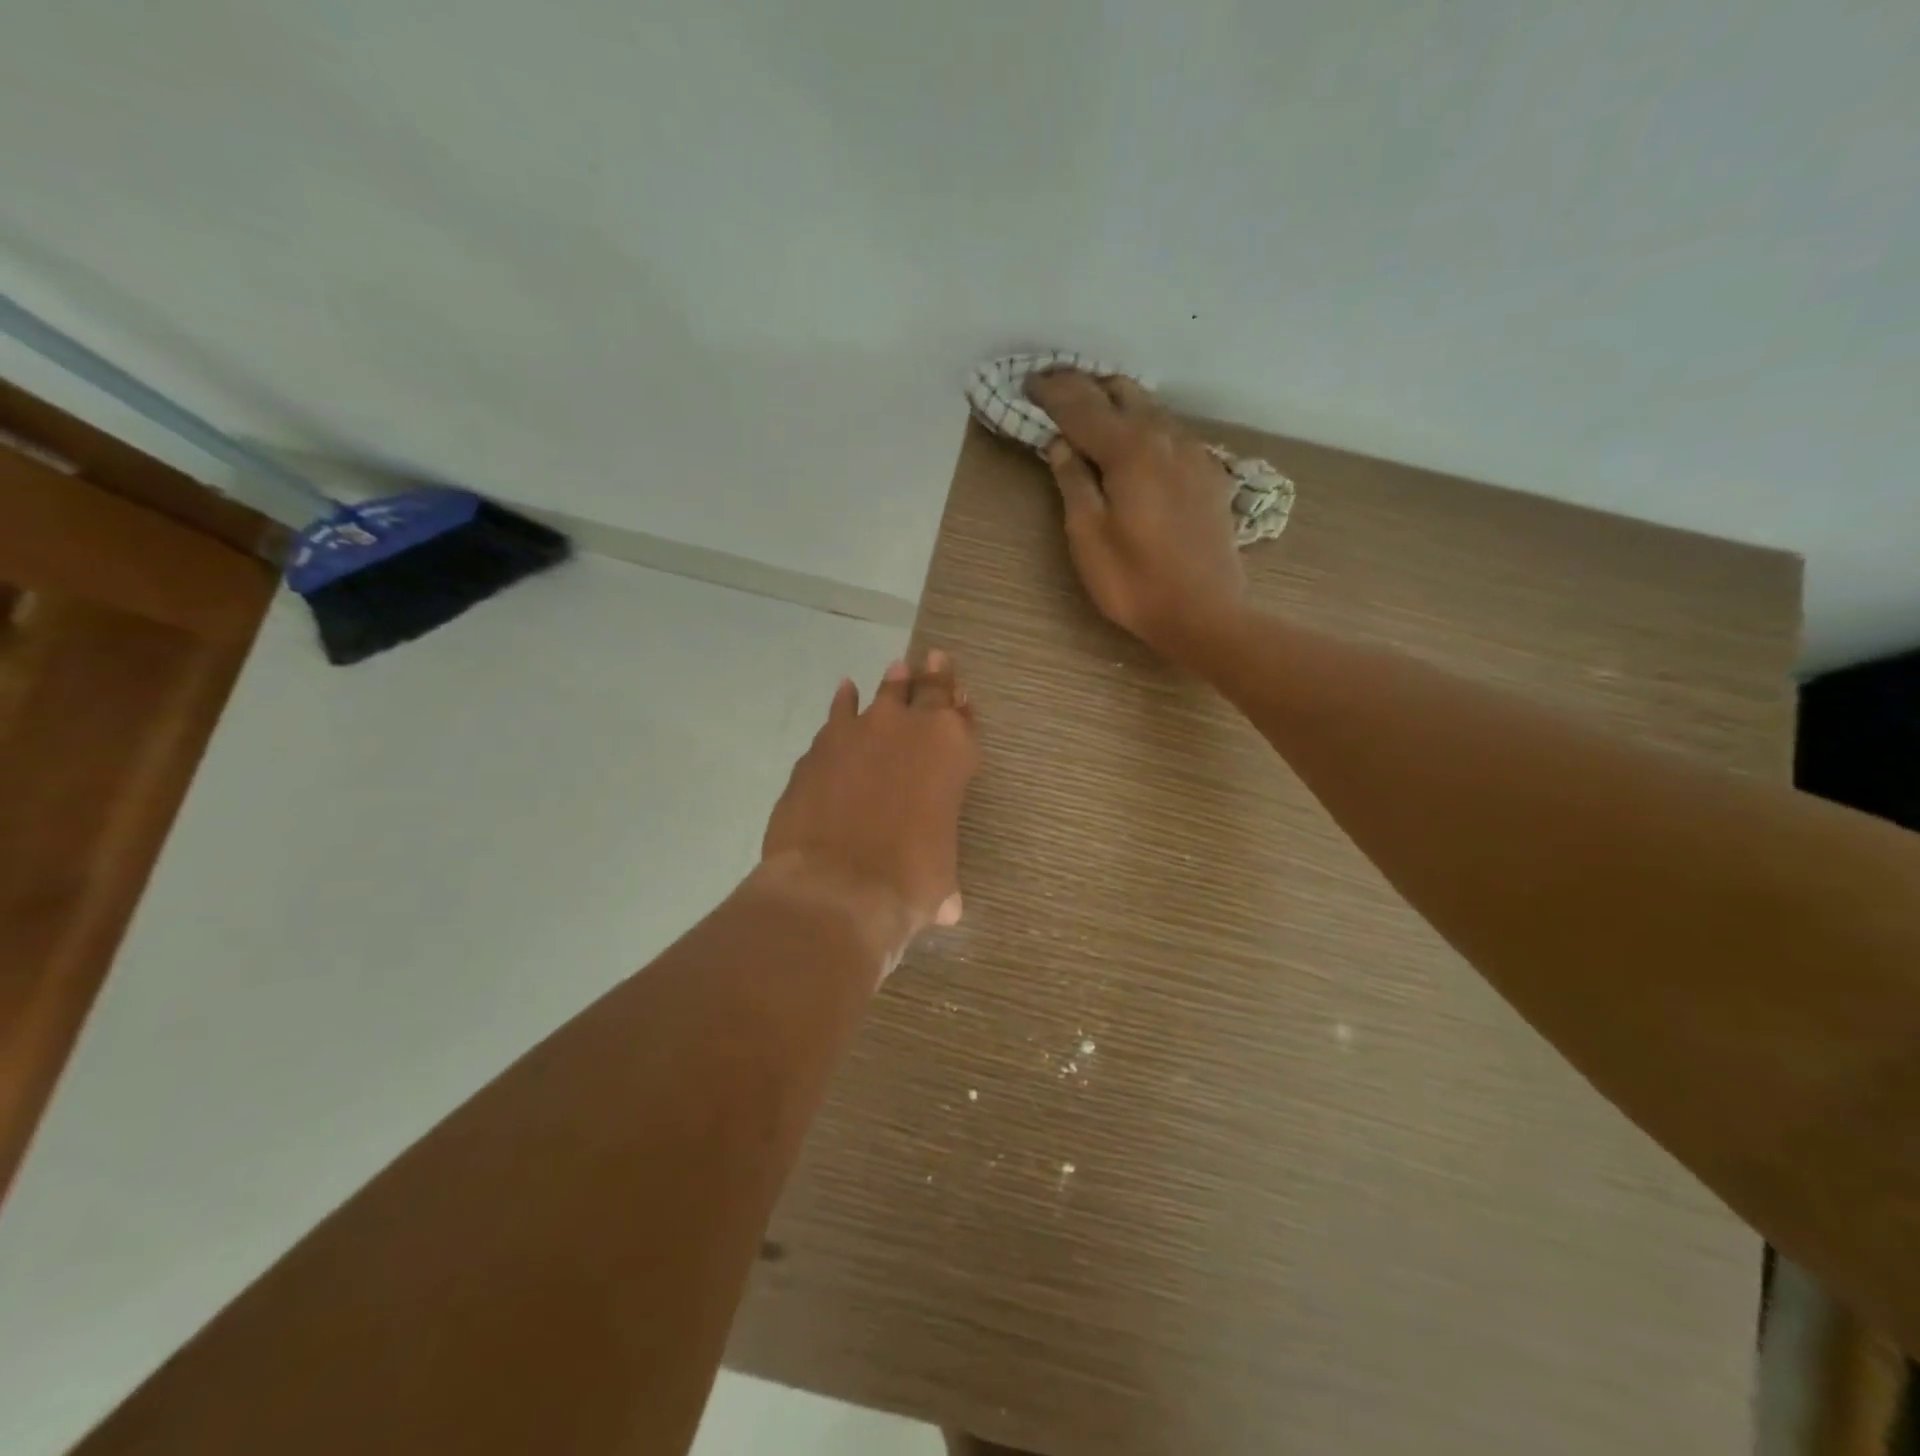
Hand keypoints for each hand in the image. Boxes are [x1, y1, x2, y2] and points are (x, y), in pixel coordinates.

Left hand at [758, 650, 979, 973]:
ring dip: (890, 684)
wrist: (837, 886)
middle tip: (934, 659)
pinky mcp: (819, 748)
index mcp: (952, 752)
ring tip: (895, 670)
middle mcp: (908, 729)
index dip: (962, 707)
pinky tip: (845, 695)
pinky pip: (837, 716)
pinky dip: (843, 706)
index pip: (962, 718)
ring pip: (880, 694)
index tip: (960, 694)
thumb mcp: (940, 882)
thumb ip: (942, 879)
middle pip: (925, 689)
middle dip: (932, 675)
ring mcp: (858, 732)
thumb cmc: (908, 882)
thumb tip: (946, 908)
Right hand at [1026, 370, 1246, 663]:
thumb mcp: (1087, 536)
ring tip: (1089, 407)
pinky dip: (1143, 423)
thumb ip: (1073, 482)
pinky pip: (1171, 431)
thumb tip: (1060, 443)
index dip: (1051, 392)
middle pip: (1121, 391)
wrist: (1204, 613)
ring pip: (1151, 406)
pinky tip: (1134, 441)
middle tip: (1054, 389)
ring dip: (1116, 400)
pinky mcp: (1208, 474)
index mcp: (1129, 449)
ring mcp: (1193, 453)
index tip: (1027, 382)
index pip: (1081, 405)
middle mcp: (1165, 437)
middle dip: (1084, 385)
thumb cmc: (1134, 582)